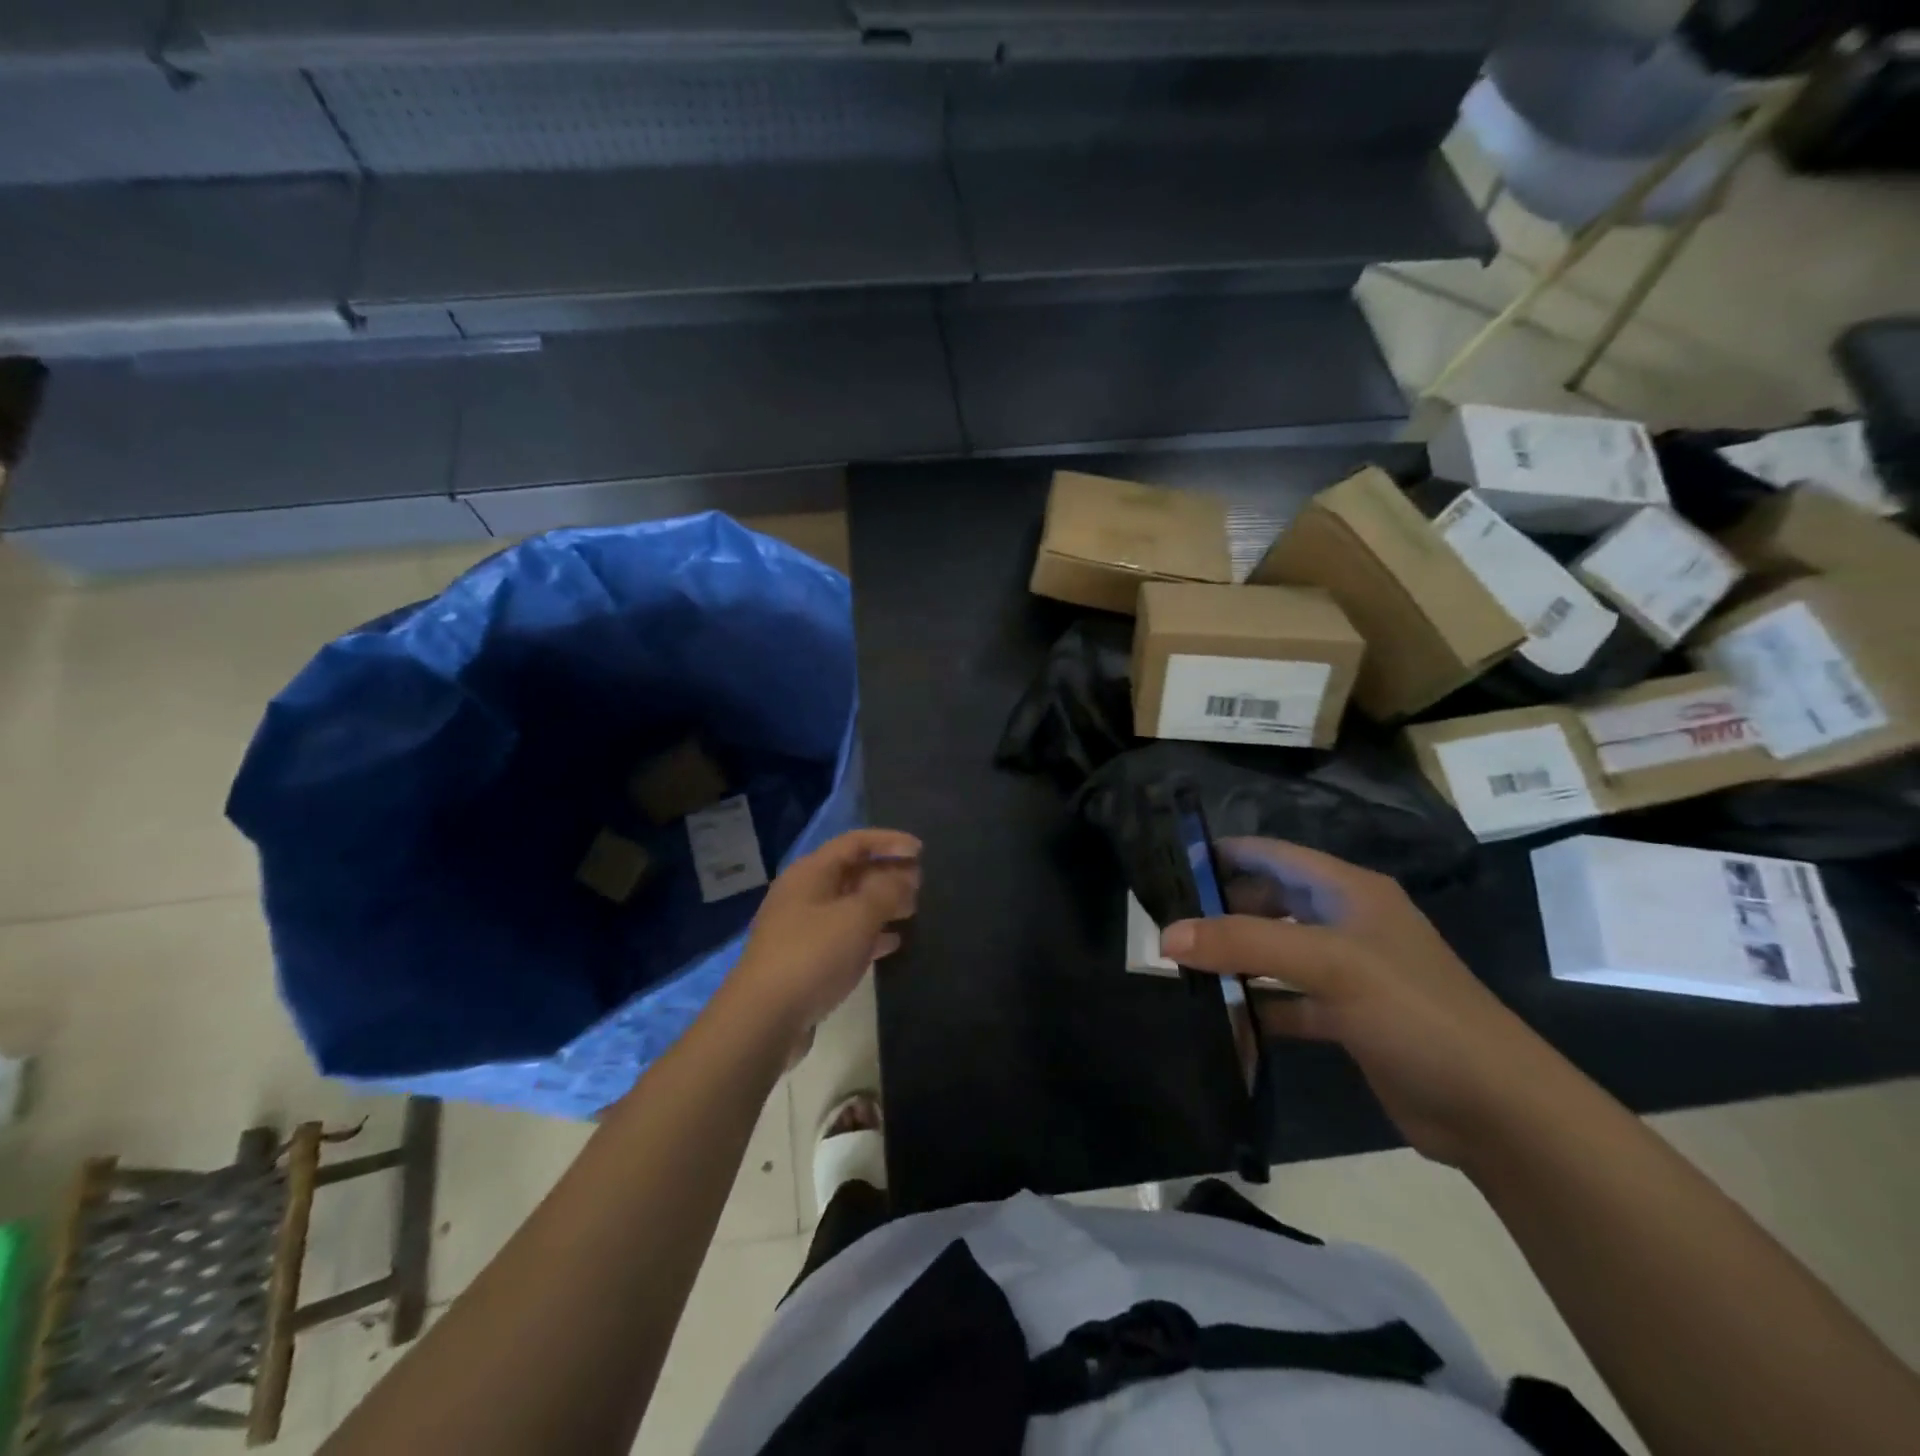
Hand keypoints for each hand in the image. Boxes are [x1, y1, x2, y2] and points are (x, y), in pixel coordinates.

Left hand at [724, 829, 921, 1043]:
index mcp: (810, 873)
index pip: (854, 843)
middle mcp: (804, 894)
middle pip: (852, 873)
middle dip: (888, 874)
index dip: (889, 841)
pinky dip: (870, 934)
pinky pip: (845, 936)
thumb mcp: (857, 917)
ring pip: (850, 905)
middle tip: (922, 884)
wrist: (764, 1019)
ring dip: (882, 904)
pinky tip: (893, 943)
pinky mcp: (806, 960)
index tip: (921, 851)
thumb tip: (904, 877)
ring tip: (914, 910)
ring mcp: (803, 928)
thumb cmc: (812, 955)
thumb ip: (886, 891)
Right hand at [1162, 838, 1556, 1167]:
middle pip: (1269, 902)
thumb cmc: (1414, 1013)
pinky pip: (1286, 1002)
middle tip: (1168, 928)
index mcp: (1348, 891)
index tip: (1169, 867)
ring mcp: (1346, 973)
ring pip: (1274, 953)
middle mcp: (1346, 923)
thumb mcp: (1329, 964)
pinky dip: (1256, 1008)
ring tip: (1182, 971)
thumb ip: (1245, 943)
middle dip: (1221, 912)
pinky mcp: (1346, 1018)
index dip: (1224, 854)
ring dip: (1234, 961)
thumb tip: (1166, 936)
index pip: (1273, 854)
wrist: (1496, 1110)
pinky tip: (1222, 1022)